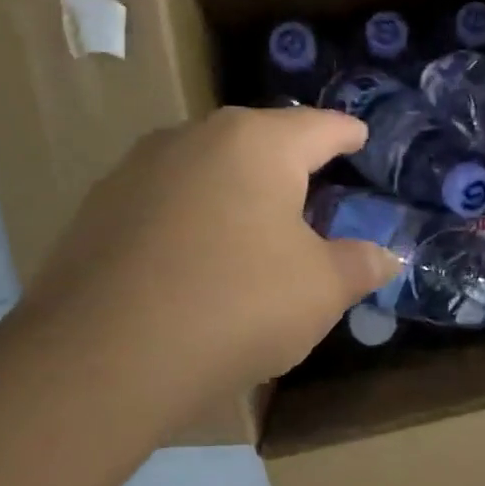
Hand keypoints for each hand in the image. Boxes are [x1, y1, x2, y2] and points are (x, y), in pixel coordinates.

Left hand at [20, 106, 401, 417]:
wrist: (103, 359)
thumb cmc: (236, 307)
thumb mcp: (320, 291)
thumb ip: (359, 264)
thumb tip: (386, 256)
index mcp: (257, 144)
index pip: (320, 127)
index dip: (347, 134)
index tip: (360, 138)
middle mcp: (194, 138)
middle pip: (259, 140)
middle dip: (290, 162)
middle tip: (316, 191)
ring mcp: (137, 170)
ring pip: (207, 168)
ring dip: (237, 190)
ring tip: (255, 228)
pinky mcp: (98, 208)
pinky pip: (167, 201)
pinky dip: (194, 218)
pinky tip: (197, 260)